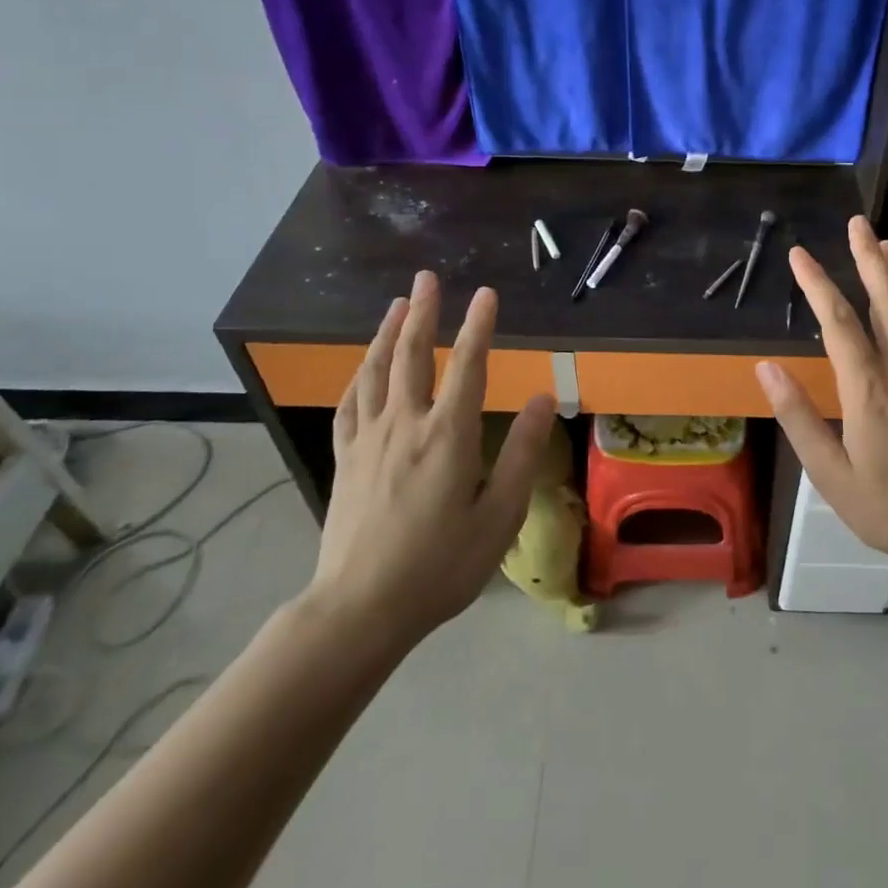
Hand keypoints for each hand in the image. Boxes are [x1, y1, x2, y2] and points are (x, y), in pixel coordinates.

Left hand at [306, 271, 556, 653]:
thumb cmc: (441, 566)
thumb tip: (542, 399)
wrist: (360, 610)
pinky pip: (350, 404)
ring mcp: (369, 440)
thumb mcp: (499, 515)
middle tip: (426, 277)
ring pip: (376, 371)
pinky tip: (362, 366)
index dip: (479, 326)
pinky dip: (358, 375)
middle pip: (412, 355)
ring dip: (387, 332)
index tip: (486, 293)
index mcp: (447, 436)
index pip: (467, 366)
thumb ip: (522, 453)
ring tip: (396, 304)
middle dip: (423, 312)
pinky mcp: (345, 459)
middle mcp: (405, 425)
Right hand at [755, 216, 887, 566]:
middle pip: (887, 298)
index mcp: (869, 389)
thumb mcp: (830, 473)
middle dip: (868, 256)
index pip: (839, 321)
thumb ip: (797, 416)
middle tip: (857, 223)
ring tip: (884, 243)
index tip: (800, 254)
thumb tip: (766, 368)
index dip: (817, 283)